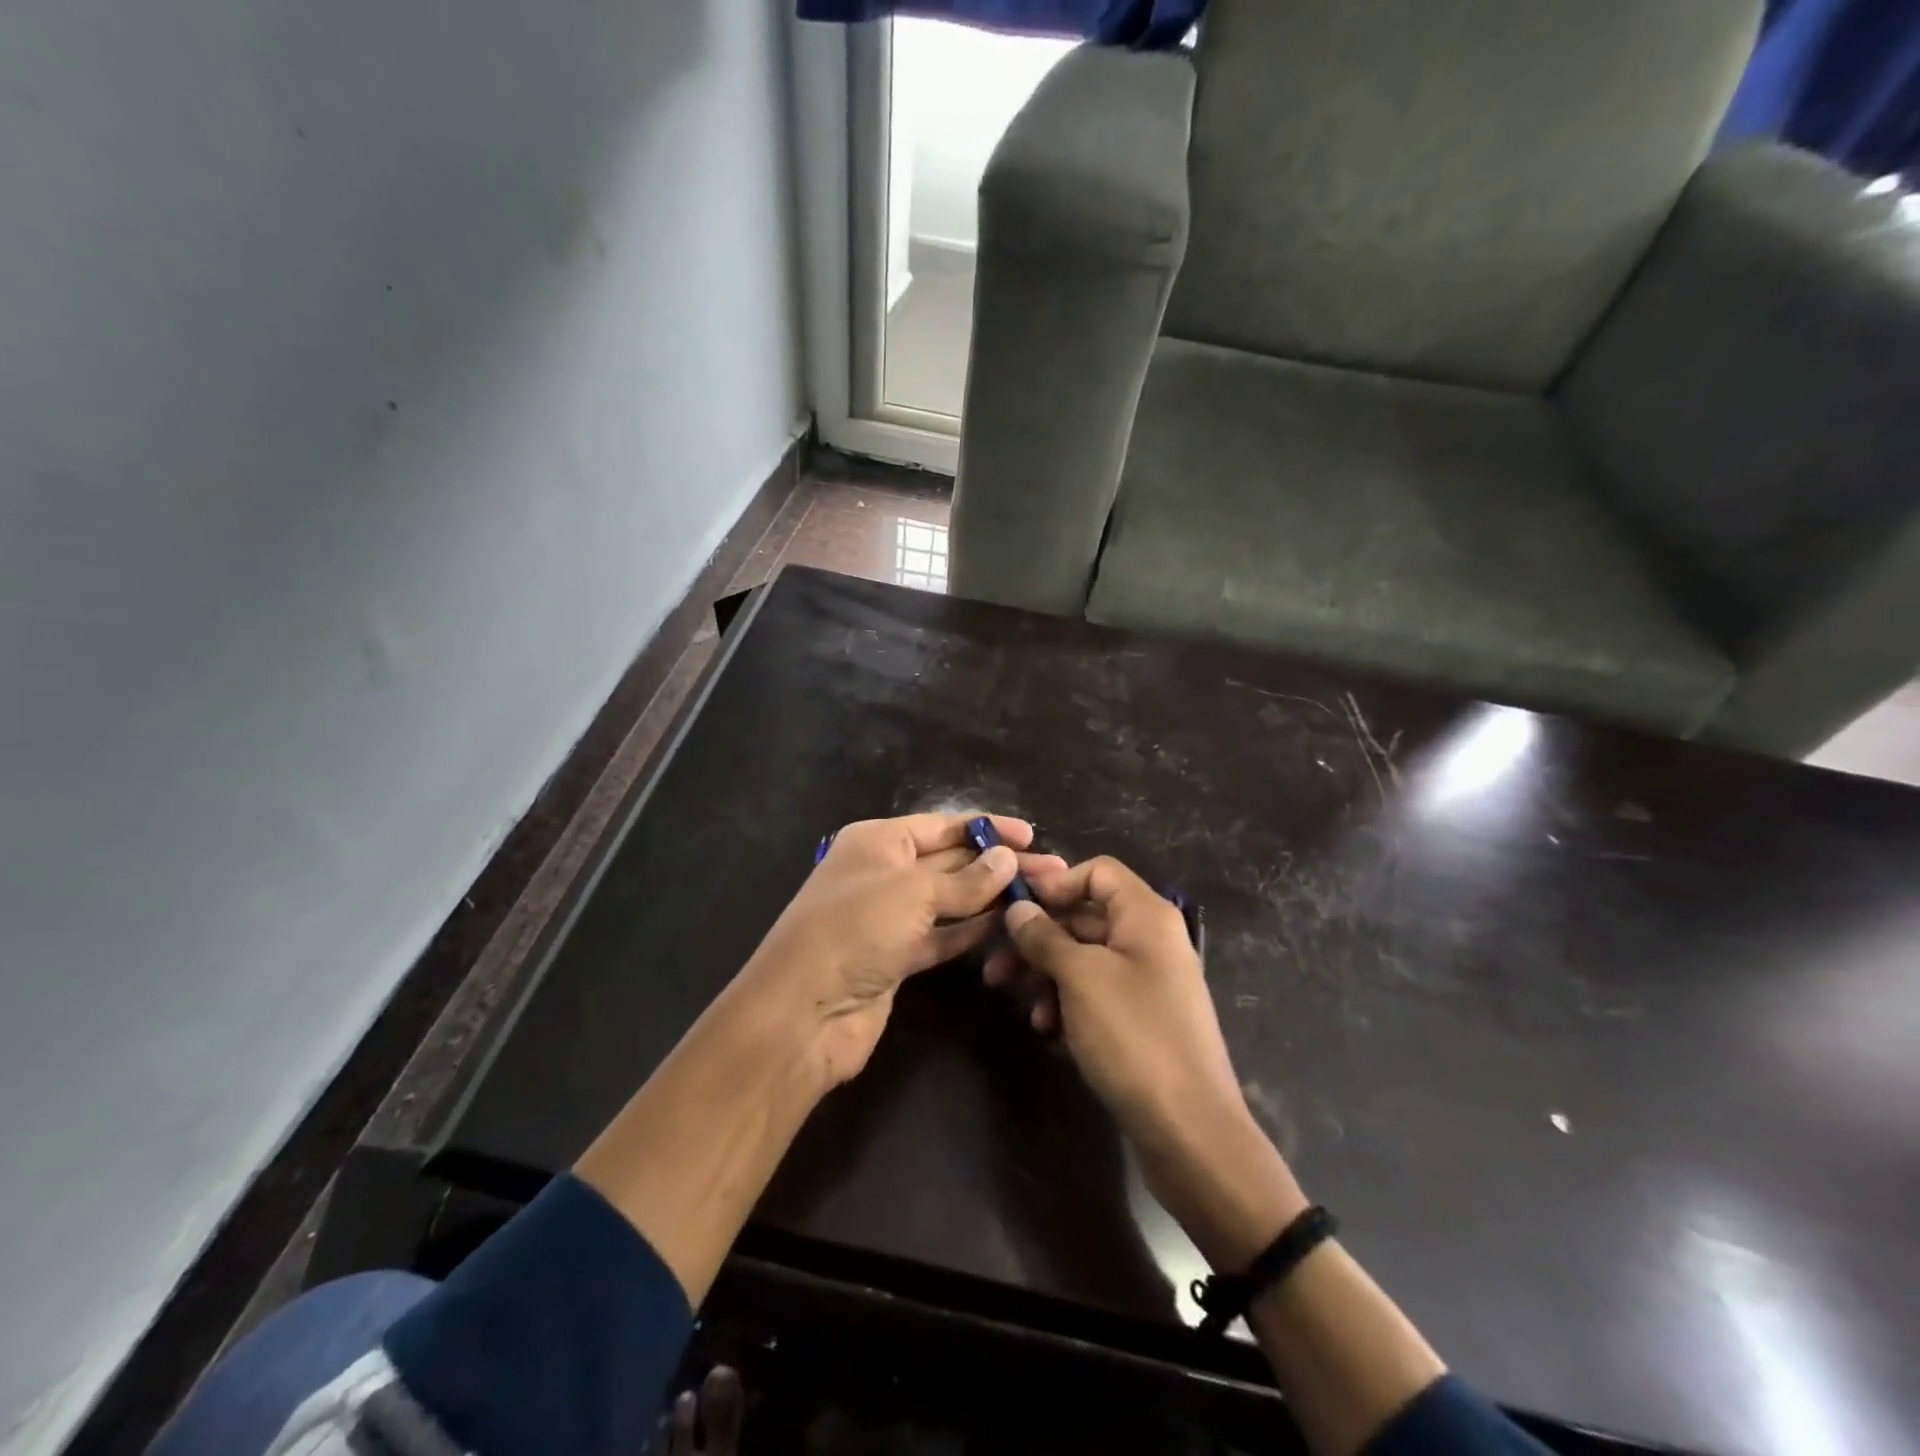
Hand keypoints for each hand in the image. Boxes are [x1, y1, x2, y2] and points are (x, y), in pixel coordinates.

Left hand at [738, 811, 1065, 1085]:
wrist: (803, 1013)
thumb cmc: (854, 930)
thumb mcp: (912, 893)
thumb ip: (965, 879)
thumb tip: (1007, 858)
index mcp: (879, 841)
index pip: (943, 825)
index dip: (987, 828)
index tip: (1031, 835)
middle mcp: (884, 872)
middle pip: (951, 861)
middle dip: (998, 863)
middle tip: (1053, 870)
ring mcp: (890, 917)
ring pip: (950, 900)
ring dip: (991, 897)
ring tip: (1040, 894)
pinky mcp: (898, 957)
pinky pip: (943, 935)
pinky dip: (972, 930)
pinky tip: (1007, 924)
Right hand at [994, 856, 1306, 1268]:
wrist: (1190, 1131)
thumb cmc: (1134, 1037)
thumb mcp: (1080, 978)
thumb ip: (1044, 937)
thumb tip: (1018, 908)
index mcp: (1146, 915)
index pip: (1097, 871)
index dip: (1055, 883)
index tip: (1015, 909)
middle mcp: (1151, 939)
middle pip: (1086, 916)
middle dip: (1039, 938)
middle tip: (995, 967)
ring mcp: (1149, 980)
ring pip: (1086, 958)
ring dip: (1048, 975)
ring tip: (1022, 1006)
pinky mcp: (1143, 1018)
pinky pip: (1098, 992)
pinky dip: (1070, 1003)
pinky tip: (1049, 1031)